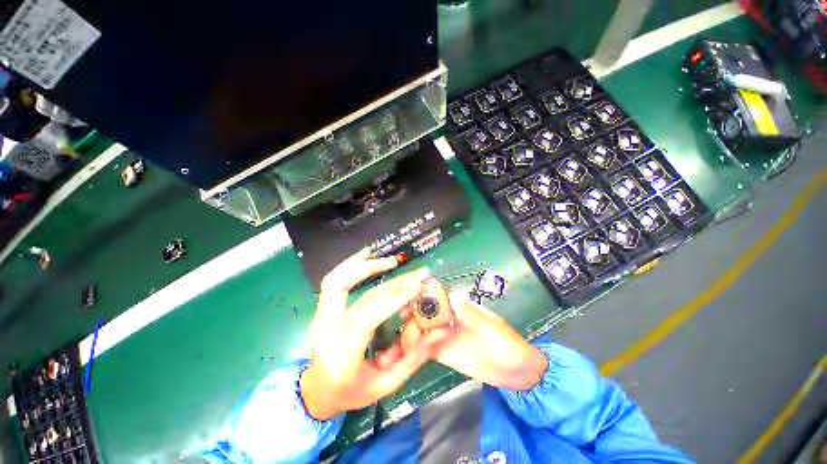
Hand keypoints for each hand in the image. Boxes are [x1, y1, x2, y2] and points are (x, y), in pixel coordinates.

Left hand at [300, 249, 437, 420]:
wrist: (315, 391)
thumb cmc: (350, 392)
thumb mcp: (384, 386)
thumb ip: (410, 360)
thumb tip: (432, 330)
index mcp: (341, 353)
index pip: (366, 316)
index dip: (392, 298)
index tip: (417, 285)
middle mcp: (327, 328)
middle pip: (357, 295)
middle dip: (389, 280)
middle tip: (415, 273)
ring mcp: (321, 315)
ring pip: (337, 279)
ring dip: (365, 265)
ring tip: (391, 261)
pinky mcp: (323, 307)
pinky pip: (334, 279)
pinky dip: (350, 264)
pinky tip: (366, 255)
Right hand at [402, 290, 546, 390]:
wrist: (515, 373)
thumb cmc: (506, 343)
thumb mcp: (489, 327)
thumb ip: (468, 313)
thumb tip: (450, 293)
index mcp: (459, 305)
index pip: (436, 294)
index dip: (421, 293)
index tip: (407, 297)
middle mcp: (447, 316)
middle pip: (423, 311)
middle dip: (410, 314)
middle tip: (399, 321)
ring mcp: (442, 334)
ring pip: (420, 329)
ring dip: (407, 335)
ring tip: (395, 348)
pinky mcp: (440, 351)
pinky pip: (422, 348)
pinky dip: (411, 351)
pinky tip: (402, 357)